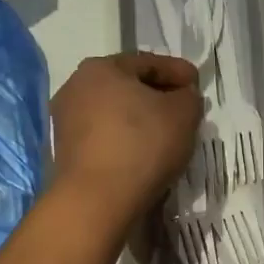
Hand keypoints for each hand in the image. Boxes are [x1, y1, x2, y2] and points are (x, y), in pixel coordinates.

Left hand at [50, 53, 201, 229]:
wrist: (97, 201)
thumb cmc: (142, 146)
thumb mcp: (183, 115)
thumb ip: (189, 97)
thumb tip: (182, 97)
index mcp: (101, 67)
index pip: (149, 62)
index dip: (178, 72)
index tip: (198, 84)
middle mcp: (76, 87)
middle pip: (127, 87)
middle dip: (157, 96)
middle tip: (184, 111)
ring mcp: (66, 121)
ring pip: (114, 114)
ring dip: (140, 121)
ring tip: (165, 136)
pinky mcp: (66, 152)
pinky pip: (105, 138)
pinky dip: (125, 141)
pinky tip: (143, 156)